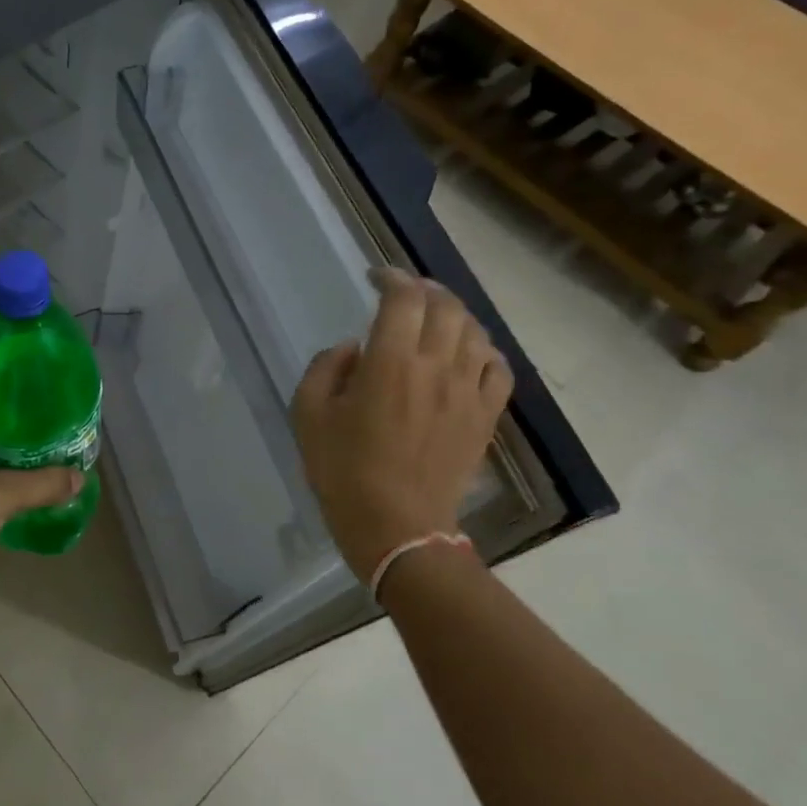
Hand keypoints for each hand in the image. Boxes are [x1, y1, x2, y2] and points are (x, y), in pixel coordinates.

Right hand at [292, 269, 513, 582]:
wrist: (398, 527)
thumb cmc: (343, 471)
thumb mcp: (308, 415)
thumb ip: (325, 368)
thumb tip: (353, 348)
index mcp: (389, 363)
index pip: (403, 298)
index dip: (391, 277)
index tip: (375, 277)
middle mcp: (435, 367)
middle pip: (445, 306)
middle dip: (424, 288)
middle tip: (404, 292)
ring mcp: (467, 391)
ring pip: (475, 331)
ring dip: (454, 314)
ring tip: (435, 317)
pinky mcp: (485, 417)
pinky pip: (497, 368)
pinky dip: (484, 350)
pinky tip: (467, 354)